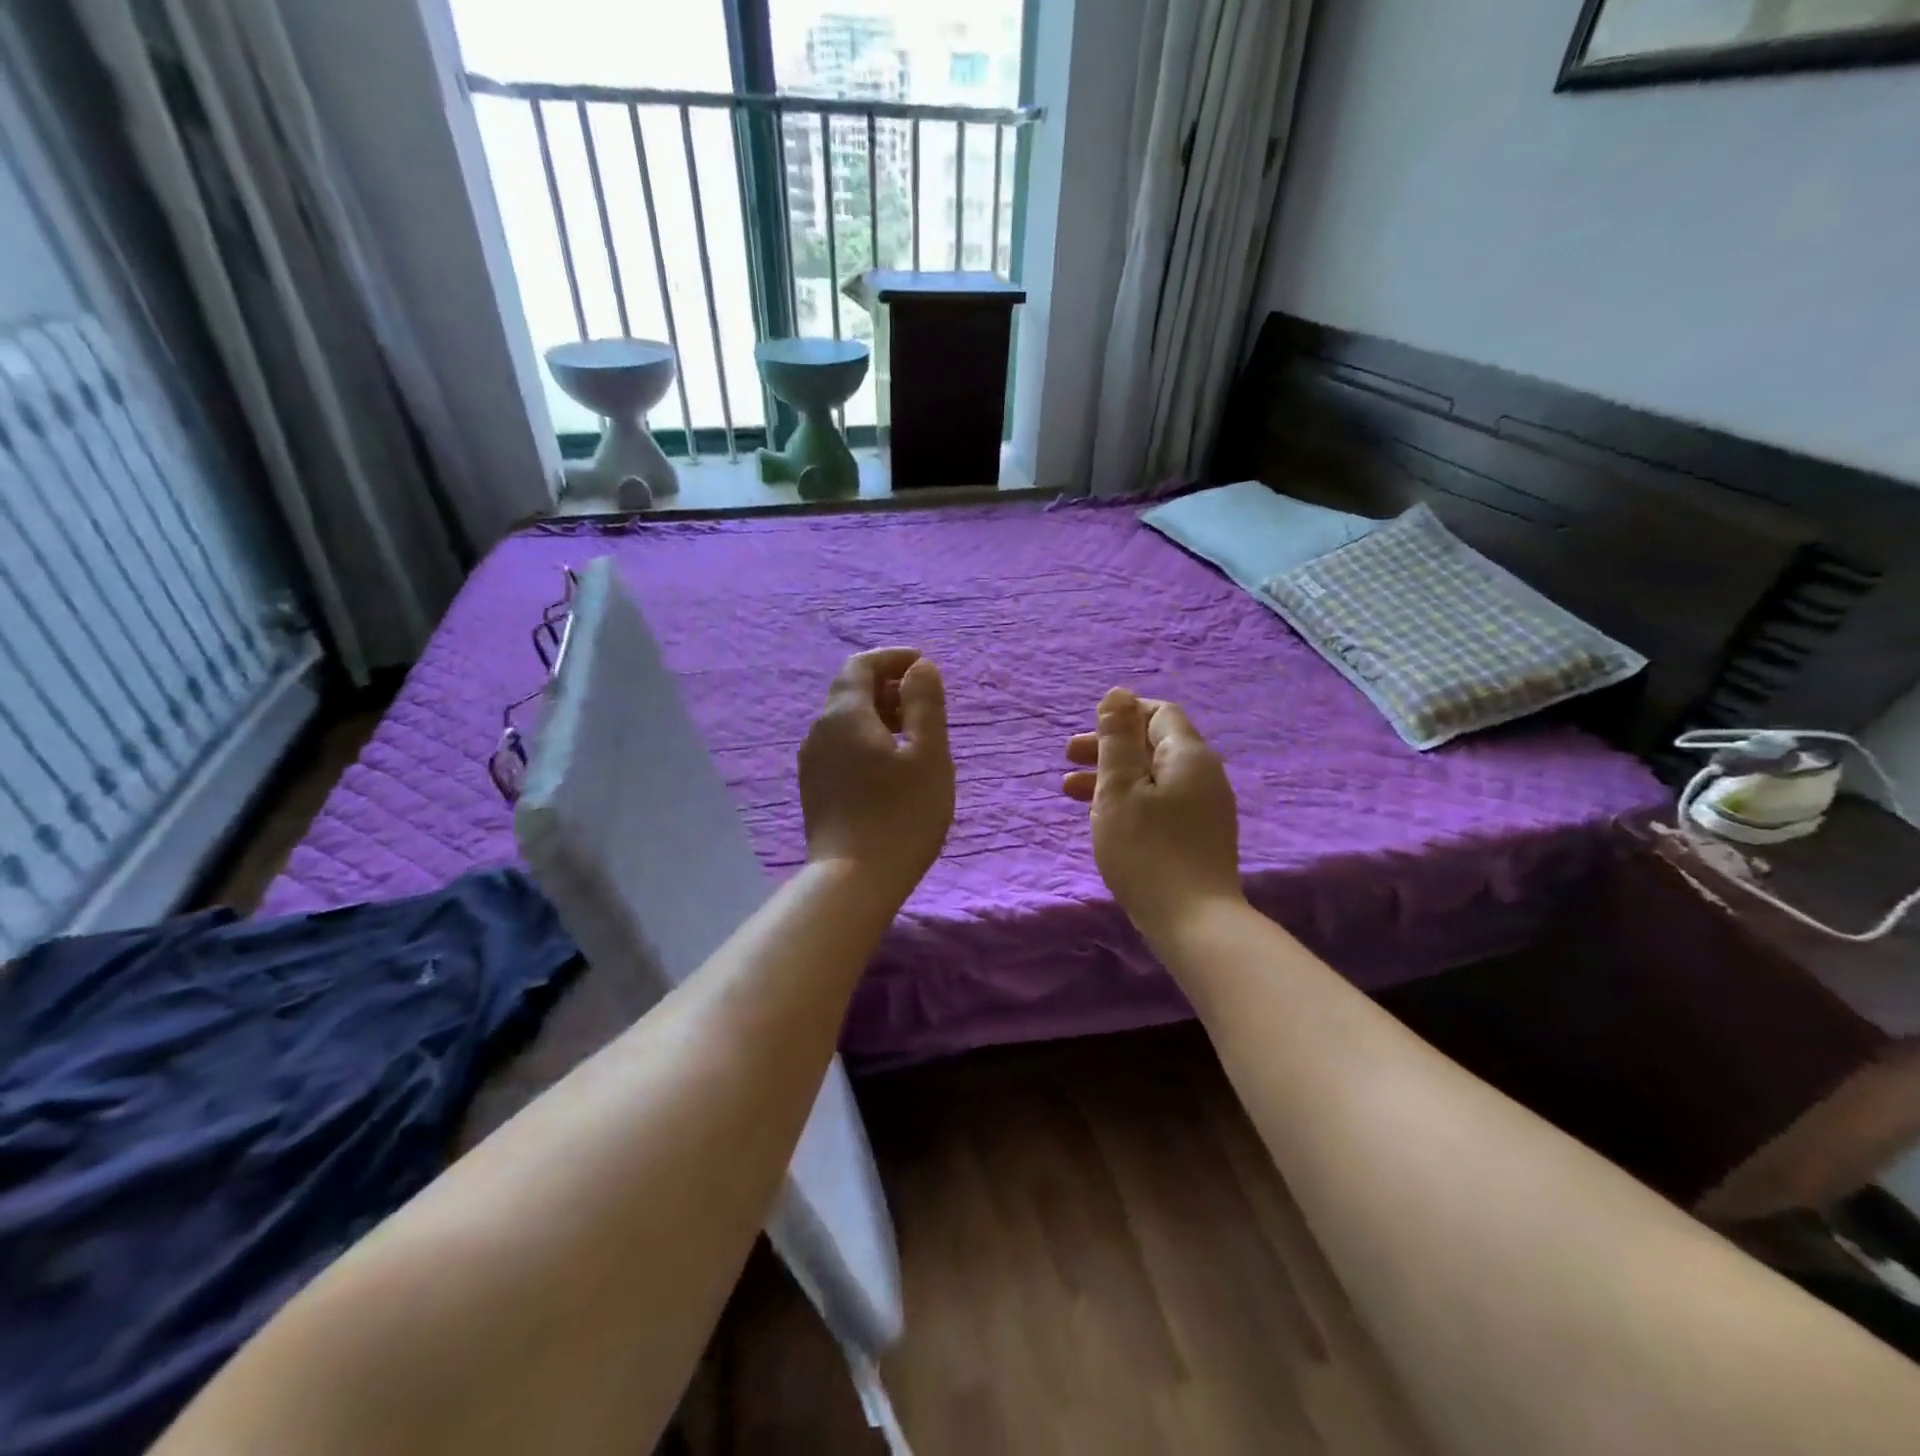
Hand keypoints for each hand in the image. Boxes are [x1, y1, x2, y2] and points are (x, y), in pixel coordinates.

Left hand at [800, 648, 954, 911]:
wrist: (853, 881)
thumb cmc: (900, 815)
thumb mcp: (928, 755)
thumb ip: (925, 704)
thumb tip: (920, 667)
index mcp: (845, 715)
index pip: (860, 665)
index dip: (892, 658)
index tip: (923, 667)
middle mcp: (820, 731)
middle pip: (850, 691)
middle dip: (888, 687)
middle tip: (925, 706)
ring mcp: (812, 762)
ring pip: (845, 721)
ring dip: (879, 715)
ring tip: (914, 737)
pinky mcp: (814, 789)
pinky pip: (841, 747)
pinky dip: (867, 740)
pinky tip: (891, 768)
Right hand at [1063, 688, 1242, 947]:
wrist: (1194, 921)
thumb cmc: (1147, 849)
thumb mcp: (1119, 788)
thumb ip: (1116, 739)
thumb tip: (1117, 693)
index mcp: (1188, 755)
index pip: (1158, 714)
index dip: (1121, 715)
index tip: (1087, 734)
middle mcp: (1204, 774)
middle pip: (1154, 745)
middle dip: (1109, 748)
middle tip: (1067, 759)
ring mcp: (1206, 808)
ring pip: (1154, 777)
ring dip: (1113, 777)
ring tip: (1071, 792)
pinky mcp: (1199, 836)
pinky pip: (1162, 803)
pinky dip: (1130, 801)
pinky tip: (1103, 820)